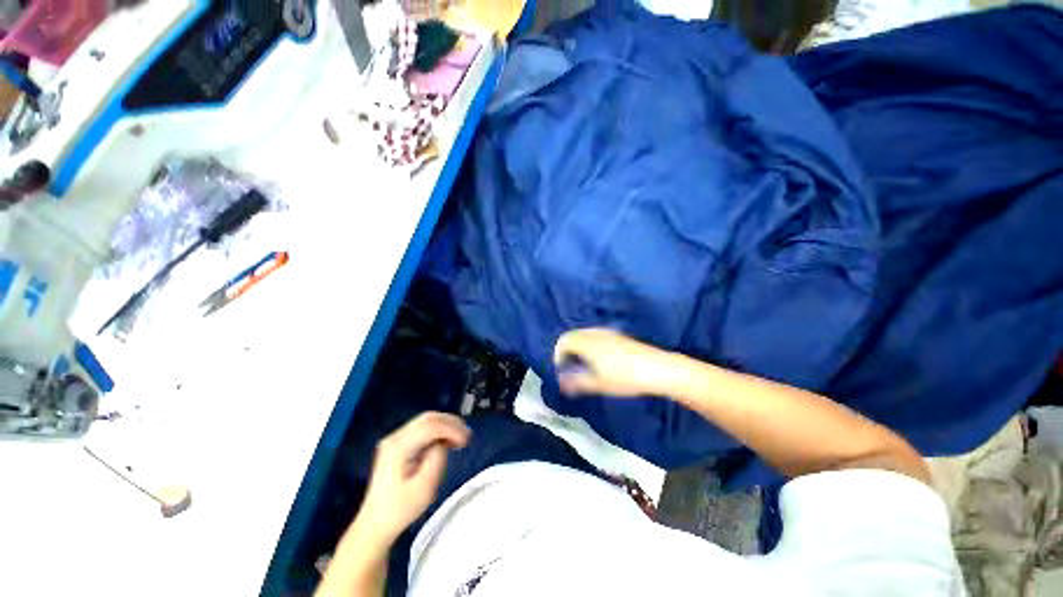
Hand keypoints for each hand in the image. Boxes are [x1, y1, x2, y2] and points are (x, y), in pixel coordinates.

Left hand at [353, 412, 470, 546]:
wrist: (375, 524)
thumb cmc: (401, 509)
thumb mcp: (424, 488)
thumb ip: (436, 459)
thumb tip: (442, 443)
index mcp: (399, 447)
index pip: (430, 426)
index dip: (451, 429)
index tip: (466, 441)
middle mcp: (395, 437)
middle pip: (428, 418)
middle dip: (450, 423)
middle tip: (466, 435)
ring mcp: (394, 439)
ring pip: (425, 420)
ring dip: (445, 425)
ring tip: (460, 437)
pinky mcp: (397, 445)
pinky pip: (421, 428)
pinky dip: (437, 430)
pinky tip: (446, 441)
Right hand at [553, 328, 676, 397]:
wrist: (657, 368)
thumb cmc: (624, 377)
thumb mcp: (598, 384)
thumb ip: (576, 382)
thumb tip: (560, 382)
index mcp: (587, 342)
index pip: (563, 341)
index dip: (558, 354)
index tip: (561, 369)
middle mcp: (594, 333)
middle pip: (572, 335)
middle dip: (566, 350)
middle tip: (570, 367)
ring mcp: (607, 332)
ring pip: (584, 334)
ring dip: (578, 347)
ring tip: (583, 364)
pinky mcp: (617, 334)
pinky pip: (594, 335)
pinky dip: (589, 344)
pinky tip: (599, 359)